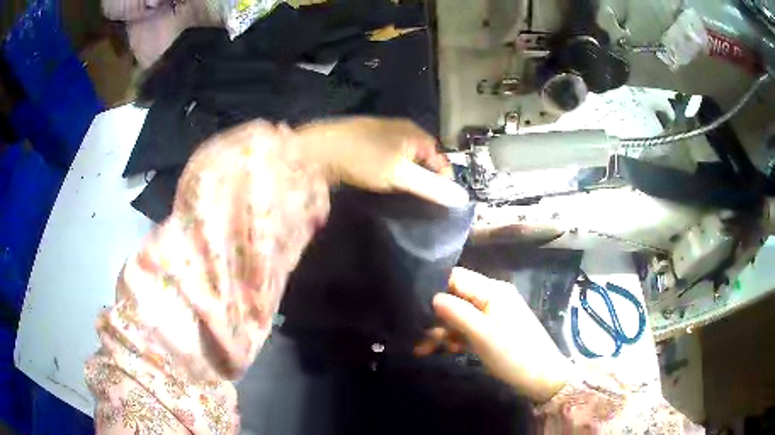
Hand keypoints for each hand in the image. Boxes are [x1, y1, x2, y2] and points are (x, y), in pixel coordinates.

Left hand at [294, 117, 469, 207]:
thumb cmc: (363, 158)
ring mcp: (383, 136)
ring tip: (404, 197)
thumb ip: (431, 186)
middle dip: (426, 180)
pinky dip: (392, 174)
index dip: (444, 181)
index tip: (440, 205)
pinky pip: (389, 161)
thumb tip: (463, 198)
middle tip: (421, 203)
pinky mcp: (368, 145)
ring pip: (406, 161)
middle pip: (425, 159)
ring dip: (408, 178)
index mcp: (415, 133)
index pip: (442, 159)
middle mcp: (403, 131)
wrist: (318, 149)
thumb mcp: (401, 174)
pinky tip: (385, 186)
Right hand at [419, 267, 572, 401]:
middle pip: (456, 297)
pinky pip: (469, 328)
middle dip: (435, 316)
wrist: (542, 378)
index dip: (434, 287)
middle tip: (416, 335)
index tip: (412, 304)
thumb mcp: (482, 335)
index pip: (456, 277)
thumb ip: (457, 313)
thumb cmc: (514, 354)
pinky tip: (446, 350)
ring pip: (460, 315)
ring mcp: (494, 314)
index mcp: (493, 290)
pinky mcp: (494, 330)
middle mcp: (492, 297)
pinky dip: (456, 337)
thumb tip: (432, 297)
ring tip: (423, 349)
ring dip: (442, 331)